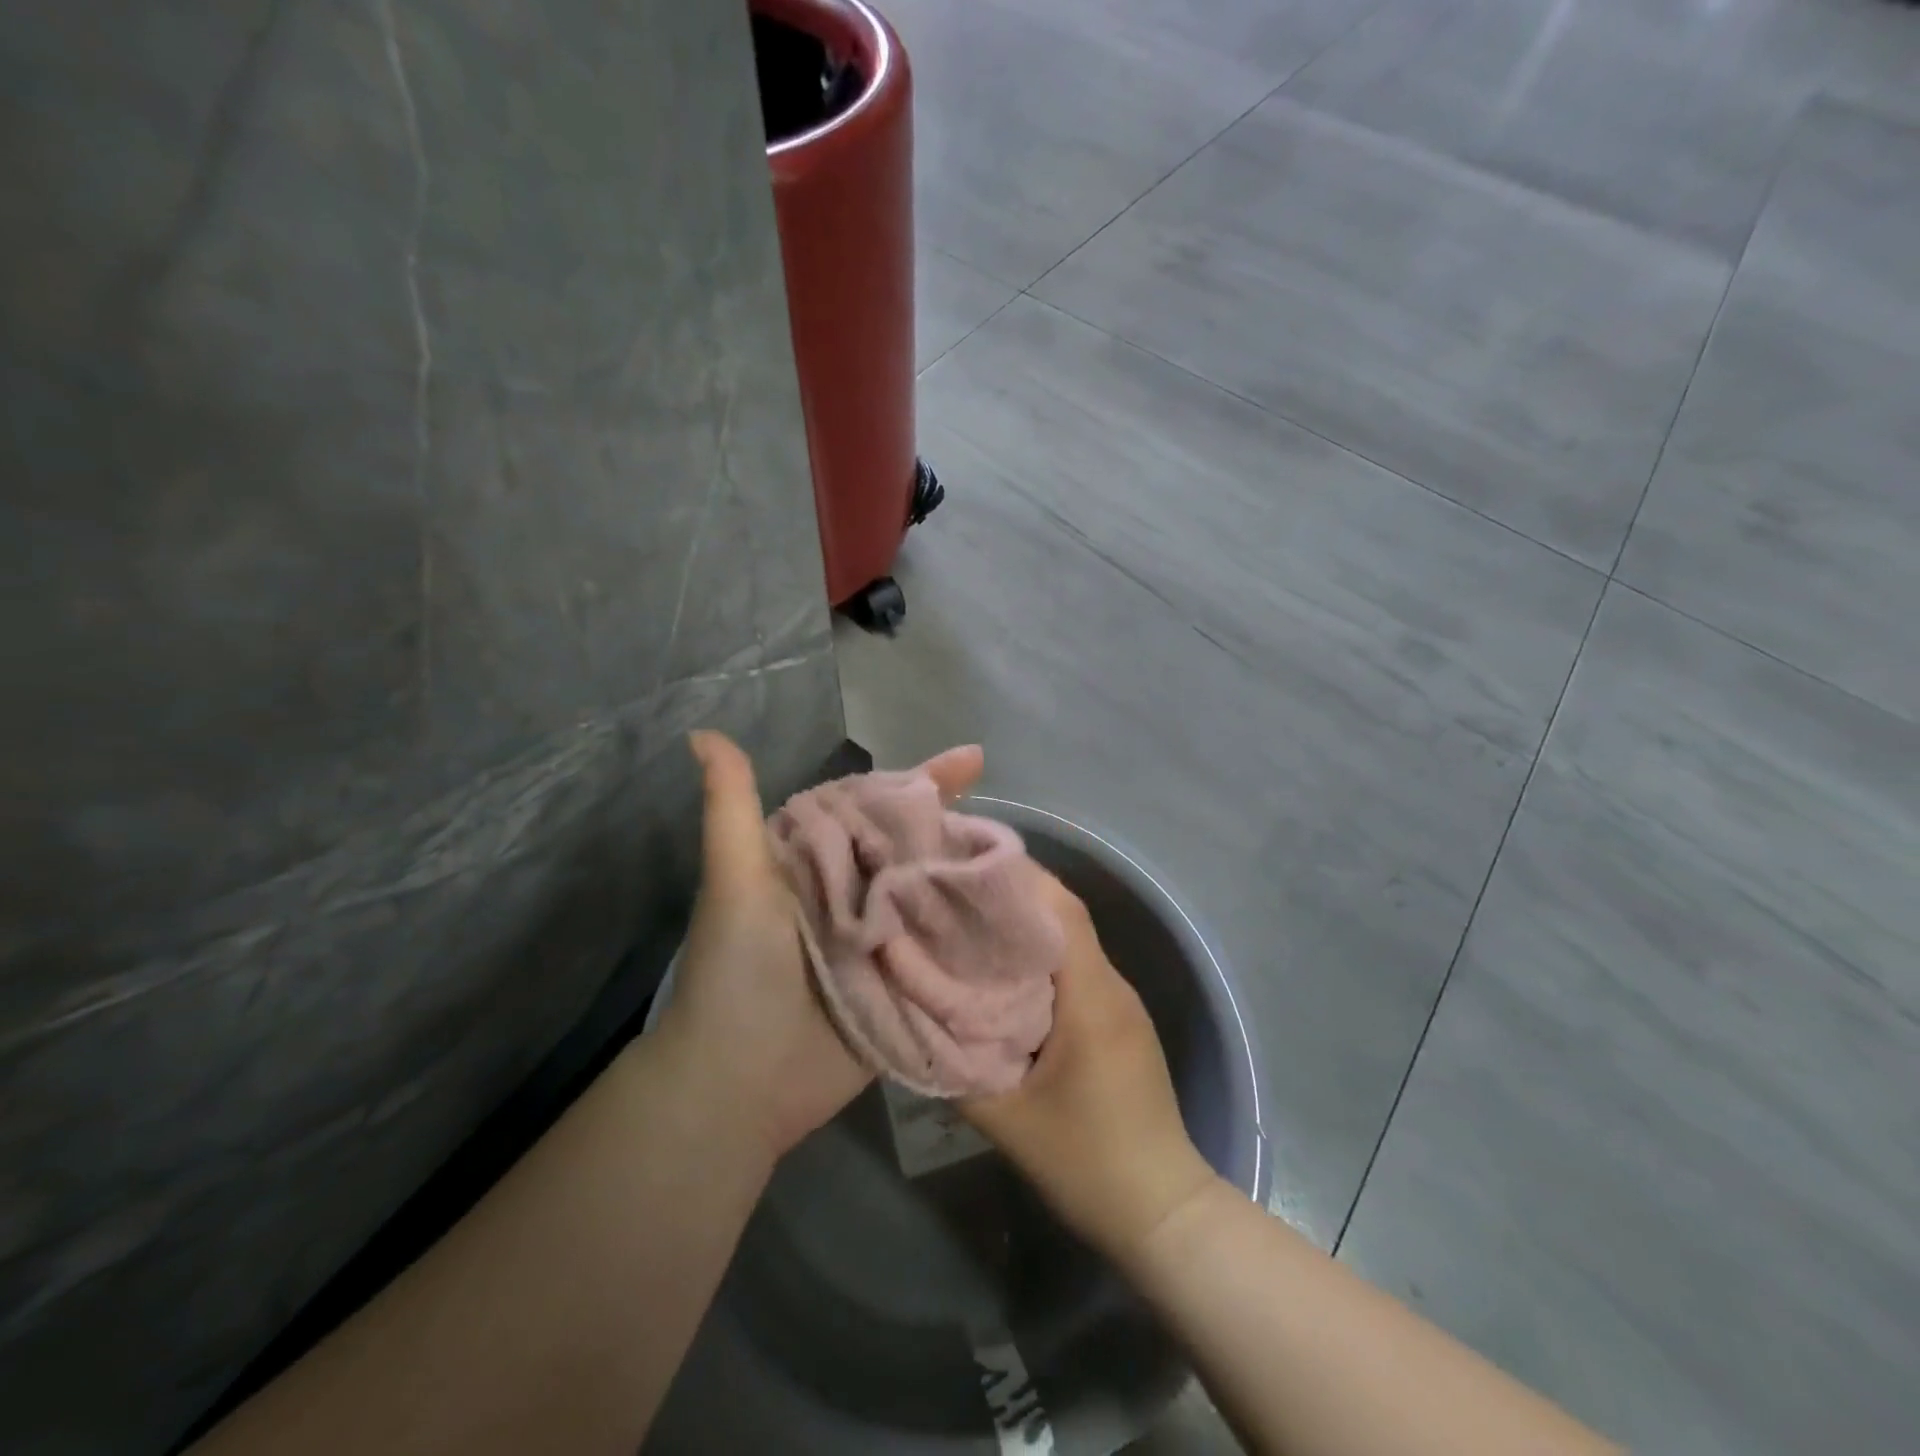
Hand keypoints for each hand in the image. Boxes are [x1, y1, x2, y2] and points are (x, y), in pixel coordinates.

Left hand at [661, 733, 985, 1162]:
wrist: (739, 1081)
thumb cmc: (737, 969)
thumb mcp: (735, 879)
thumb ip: (730, 807)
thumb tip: (704, 732)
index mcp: (824, 860)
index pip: (880, 805)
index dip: (924, 781)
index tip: (973, 758)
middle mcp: (859, 892)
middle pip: (919, 848)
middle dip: (962, 828)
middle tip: (1013, 820)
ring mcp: (887, 939)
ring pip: (939, 895)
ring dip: (977, 880)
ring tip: (1026, 864)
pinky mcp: (907, 984)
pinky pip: (948, 950)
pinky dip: (977, 935)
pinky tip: (1019, 919)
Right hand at [961, 874, 1219, 1265]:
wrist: (1163, 1212)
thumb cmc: (1087, 1162)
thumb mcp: (1006, 1121)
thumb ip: (955, 1066)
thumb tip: (913, 1018)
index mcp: (1091, 995)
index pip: (1059, 909)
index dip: (1016, 878)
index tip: (964, 867)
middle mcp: (1112, 984)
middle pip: (1062, 916)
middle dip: (1009, 897)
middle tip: (952, 893)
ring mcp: (1121, 1001)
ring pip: (1069, 942)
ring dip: (1023, 928)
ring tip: (968, 926)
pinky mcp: (1120, 1020)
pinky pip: (1077, 970)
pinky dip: (1040, 959)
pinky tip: (1003, 975)